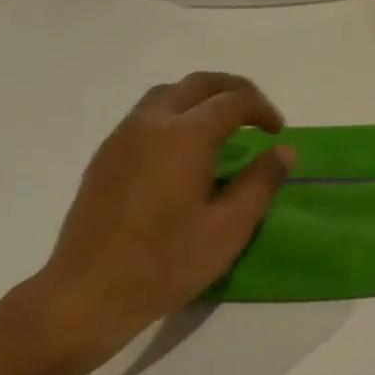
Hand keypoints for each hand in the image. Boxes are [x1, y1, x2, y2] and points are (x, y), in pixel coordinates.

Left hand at [28, 73, 293, 362]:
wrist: (90, 290)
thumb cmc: (166, 263)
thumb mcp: (228, 229)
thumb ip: (260, 183)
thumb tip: (284, 150)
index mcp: (185, 136)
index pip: (232, 101)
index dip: (261, 109)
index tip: (278, 131)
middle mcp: (150, 123)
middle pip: (197, 84)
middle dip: (233, 90)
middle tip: (256, 114)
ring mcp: (121, 137)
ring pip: (166, 95)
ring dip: (200, 98)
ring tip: (222, 127)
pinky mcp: (105, 156)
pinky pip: (144, 116)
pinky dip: (174, 115)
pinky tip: (183, 151)